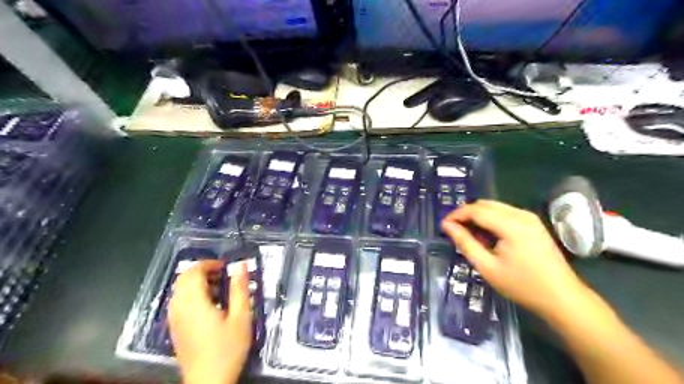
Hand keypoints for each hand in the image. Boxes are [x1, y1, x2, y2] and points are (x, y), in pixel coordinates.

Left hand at [168, 259, 250, 382]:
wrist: (209, 382)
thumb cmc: (228, 348)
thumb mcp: (241, 317)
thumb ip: (240, 289)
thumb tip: (241, 265)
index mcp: (194, 303)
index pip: (193, 272)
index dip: (209, 264)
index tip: (226, 266)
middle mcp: (179, 308)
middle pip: (183, 278)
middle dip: (202, 271)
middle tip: (223, 275)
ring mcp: (174, 319)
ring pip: (179, 290)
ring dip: (197, 283)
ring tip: (219, 289)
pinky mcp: (175, 328)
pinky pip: (178, 302)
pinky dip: (192, 295)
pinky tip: (209, 305)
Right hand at [441, 199, 589, 319]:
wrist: (562, 298)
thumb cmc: (522, 285)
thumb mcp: (487, 267)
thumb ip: (465, 243)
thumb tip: (447, 226)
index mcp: (511, 225)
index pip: (476, 210)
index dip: (457, 215)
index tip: (444, 226)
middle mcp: (521, 214)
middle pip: (485, 204)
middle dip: (466, 214)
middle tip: (455, 231)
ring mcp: (529, 217)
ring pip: (495, 207)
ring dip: (478, 216)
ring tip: (470, 235)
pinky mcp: (533, 223)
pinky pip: (505, 213)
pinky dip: (491, 219)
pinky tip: (488, 236)